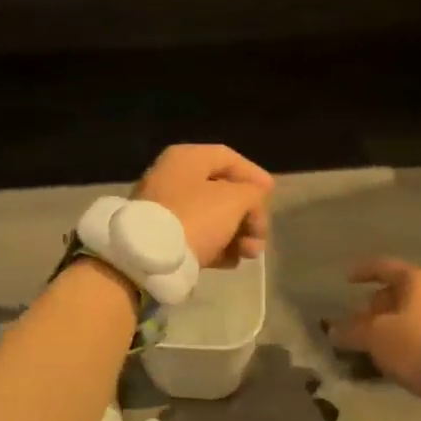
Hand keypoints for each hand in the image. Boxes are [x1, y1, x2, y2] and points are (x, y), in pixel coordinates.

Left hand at [135, 144, 272, 269]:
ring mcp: (164, 207)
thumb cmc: (195, 217)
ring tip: (250, 255)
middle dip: (248, 214)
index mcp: (187, 158)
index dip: (254, 175)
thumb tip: (253, 199)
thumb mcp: (234, 199)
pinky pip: (195, 235)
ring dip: (237, 234)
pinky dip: (216, 246)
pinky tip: (231, 262)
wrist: (148, 258)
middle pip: (222, 190)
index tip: (272, 194)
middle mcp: (172, 177)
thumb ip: (253, 194)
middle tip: (261, 235)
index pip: (228, 158)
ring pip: (211, 216)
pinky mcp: (160, 236)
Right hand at [328, 258, 420, 398]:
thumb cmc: (418, 343)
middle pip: (398, 293)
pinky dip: (405, 340)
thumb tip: (333, 330)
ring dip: (390, 327)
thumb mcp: (377, 337)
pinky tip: (395, 358)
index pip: (384, 267)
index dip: (363, 271)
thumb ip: (353, 331)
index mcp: (416, 280)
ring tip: (373, 345)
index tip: (347, 280)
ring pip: (410, 315)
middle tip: (357, 324)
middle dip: (375, 307)